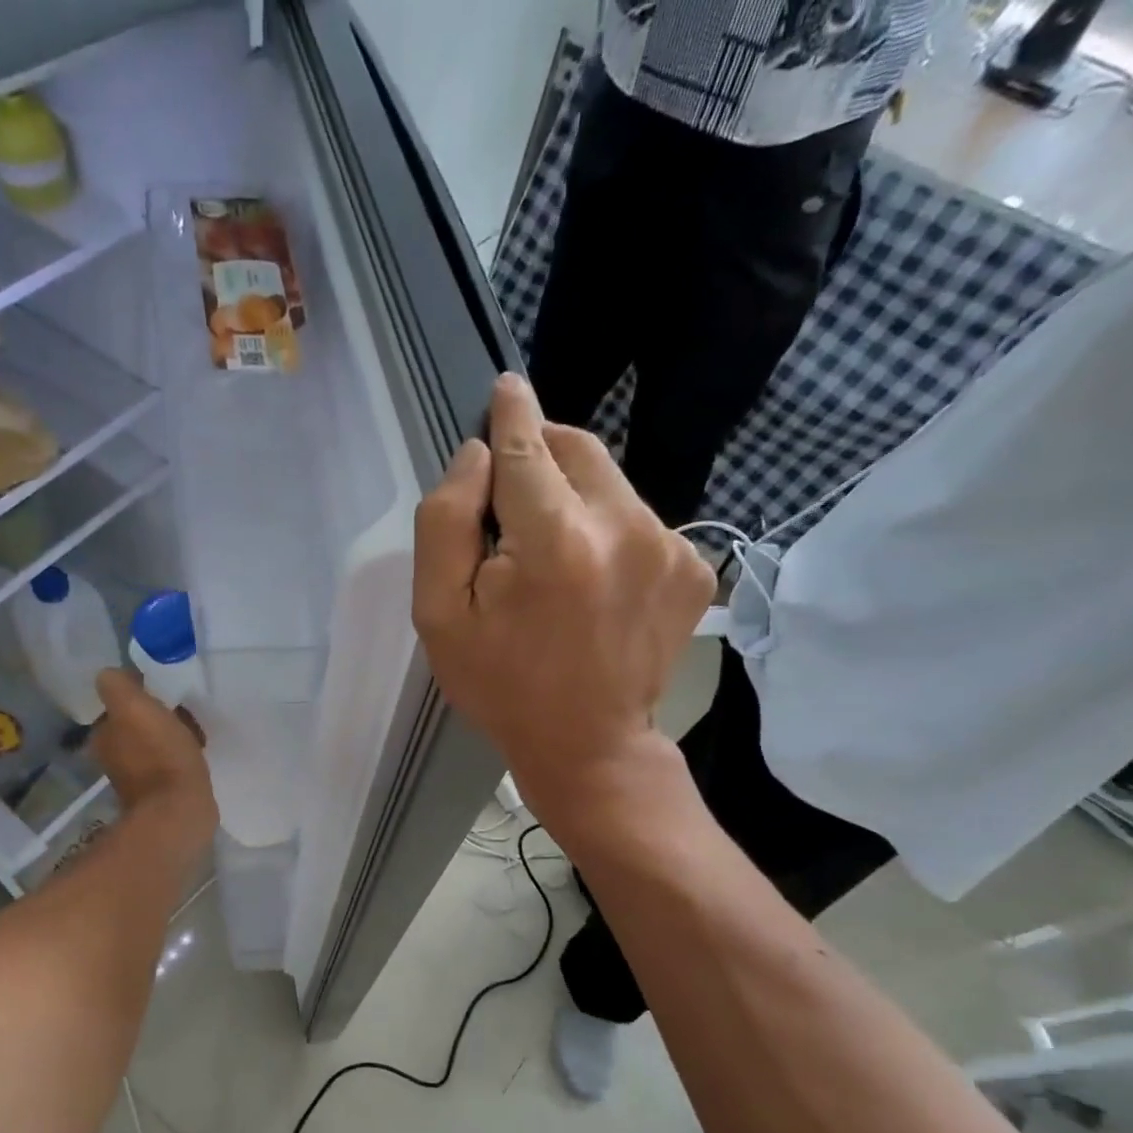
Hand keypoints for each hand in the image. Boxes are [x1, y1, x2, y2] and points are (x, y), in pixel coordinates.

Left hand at [89, 669, 216, 844]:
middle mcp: (112, 755)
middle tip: (184, 712)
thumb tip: (115, 675)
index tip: (166, 692)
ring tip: (195, 732)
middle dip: (158, 715)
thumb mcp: (134, 707)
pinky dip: (180, 756)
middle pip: (137, 722)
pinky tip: (197, 754)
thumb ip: (118, 685)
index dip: (142, 693)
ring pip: (154, 741)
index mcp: (103, 734)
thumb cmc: (159, 754)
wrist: (179, 810)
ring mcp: (135, 777)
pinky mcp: (159, 793)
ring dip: (172, 735)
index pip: (119, 702)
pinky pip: (169, 762)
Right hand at [412, 374, 714, 828]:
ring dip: (573, 495)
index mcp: (554, 540)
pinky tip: (590, 577)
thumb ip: (445, 522)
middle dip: (540, 452)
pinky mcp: (694, 565)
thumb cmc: (501, 684)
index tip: (505, 388)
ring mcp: (670, 545)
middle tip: (511, 494)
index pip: (527, 444)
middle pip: (577, 448)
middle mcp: (625, 526)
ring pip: (610, 480)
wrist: (588, 745)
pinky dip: (606, 526)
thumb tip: (476, 455)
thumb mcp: (439, 615)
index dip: (511, 412)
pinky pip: (639, 516)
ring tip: (550, 554)